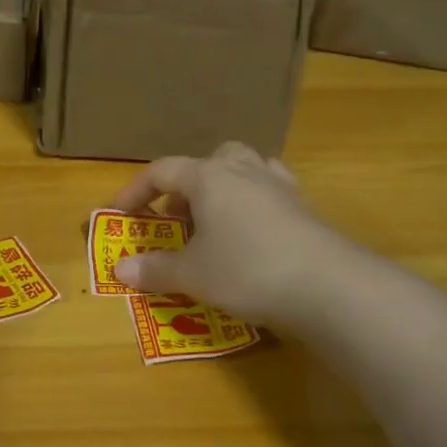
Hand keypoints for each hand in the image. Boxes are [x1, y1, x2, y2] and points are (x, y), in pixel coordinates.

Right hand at [110, 142, 350, 329]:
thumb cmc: (246, 270)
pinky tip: (252, 231)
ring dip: (223, 188)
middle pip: (208, 161)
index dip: (135, 191)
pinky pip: (270, 191)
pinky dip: (254, 203)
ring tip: (215, 221)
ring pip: (244, 169)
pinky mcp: (303, 208)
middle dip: (186, 186)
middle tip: (177, 218)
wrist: (327, 286)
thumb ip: (155, 269)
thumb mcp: (192, 274)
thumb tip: (120, 269)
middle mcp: (243, 171)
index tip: (120, 214)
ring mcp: (278, 186)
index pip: (162, 171)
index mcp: (209, 177)